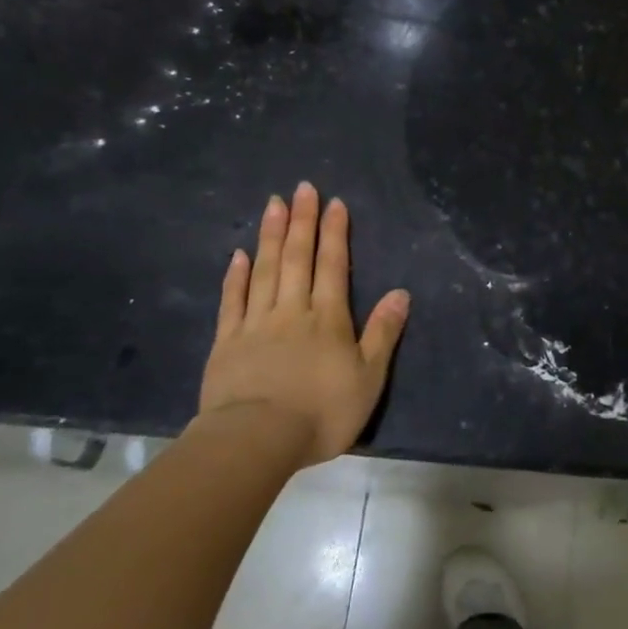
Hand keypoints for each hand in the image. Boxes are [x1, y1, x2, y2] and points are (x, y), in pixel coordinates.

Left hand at [197, 182, 410, 468]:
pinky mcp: (227, 342)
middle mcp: (292, 311)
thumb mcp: (368, 378)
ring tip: (273, 205)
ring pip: (265, 271)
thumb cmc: (322, 412)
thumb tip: (401, 293)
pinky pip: (232, 301)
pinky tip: (239, 254)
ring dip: (271, 236)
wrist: (257, 440)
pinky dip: (236, 276)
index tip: (334, 202)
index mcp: (328, 319)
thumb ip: (382, 334)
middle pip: (297, 259)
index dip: (335, 233)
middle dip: (302, 221)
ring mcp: (255, 324)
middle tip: (302, 188)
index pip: (333, 266)